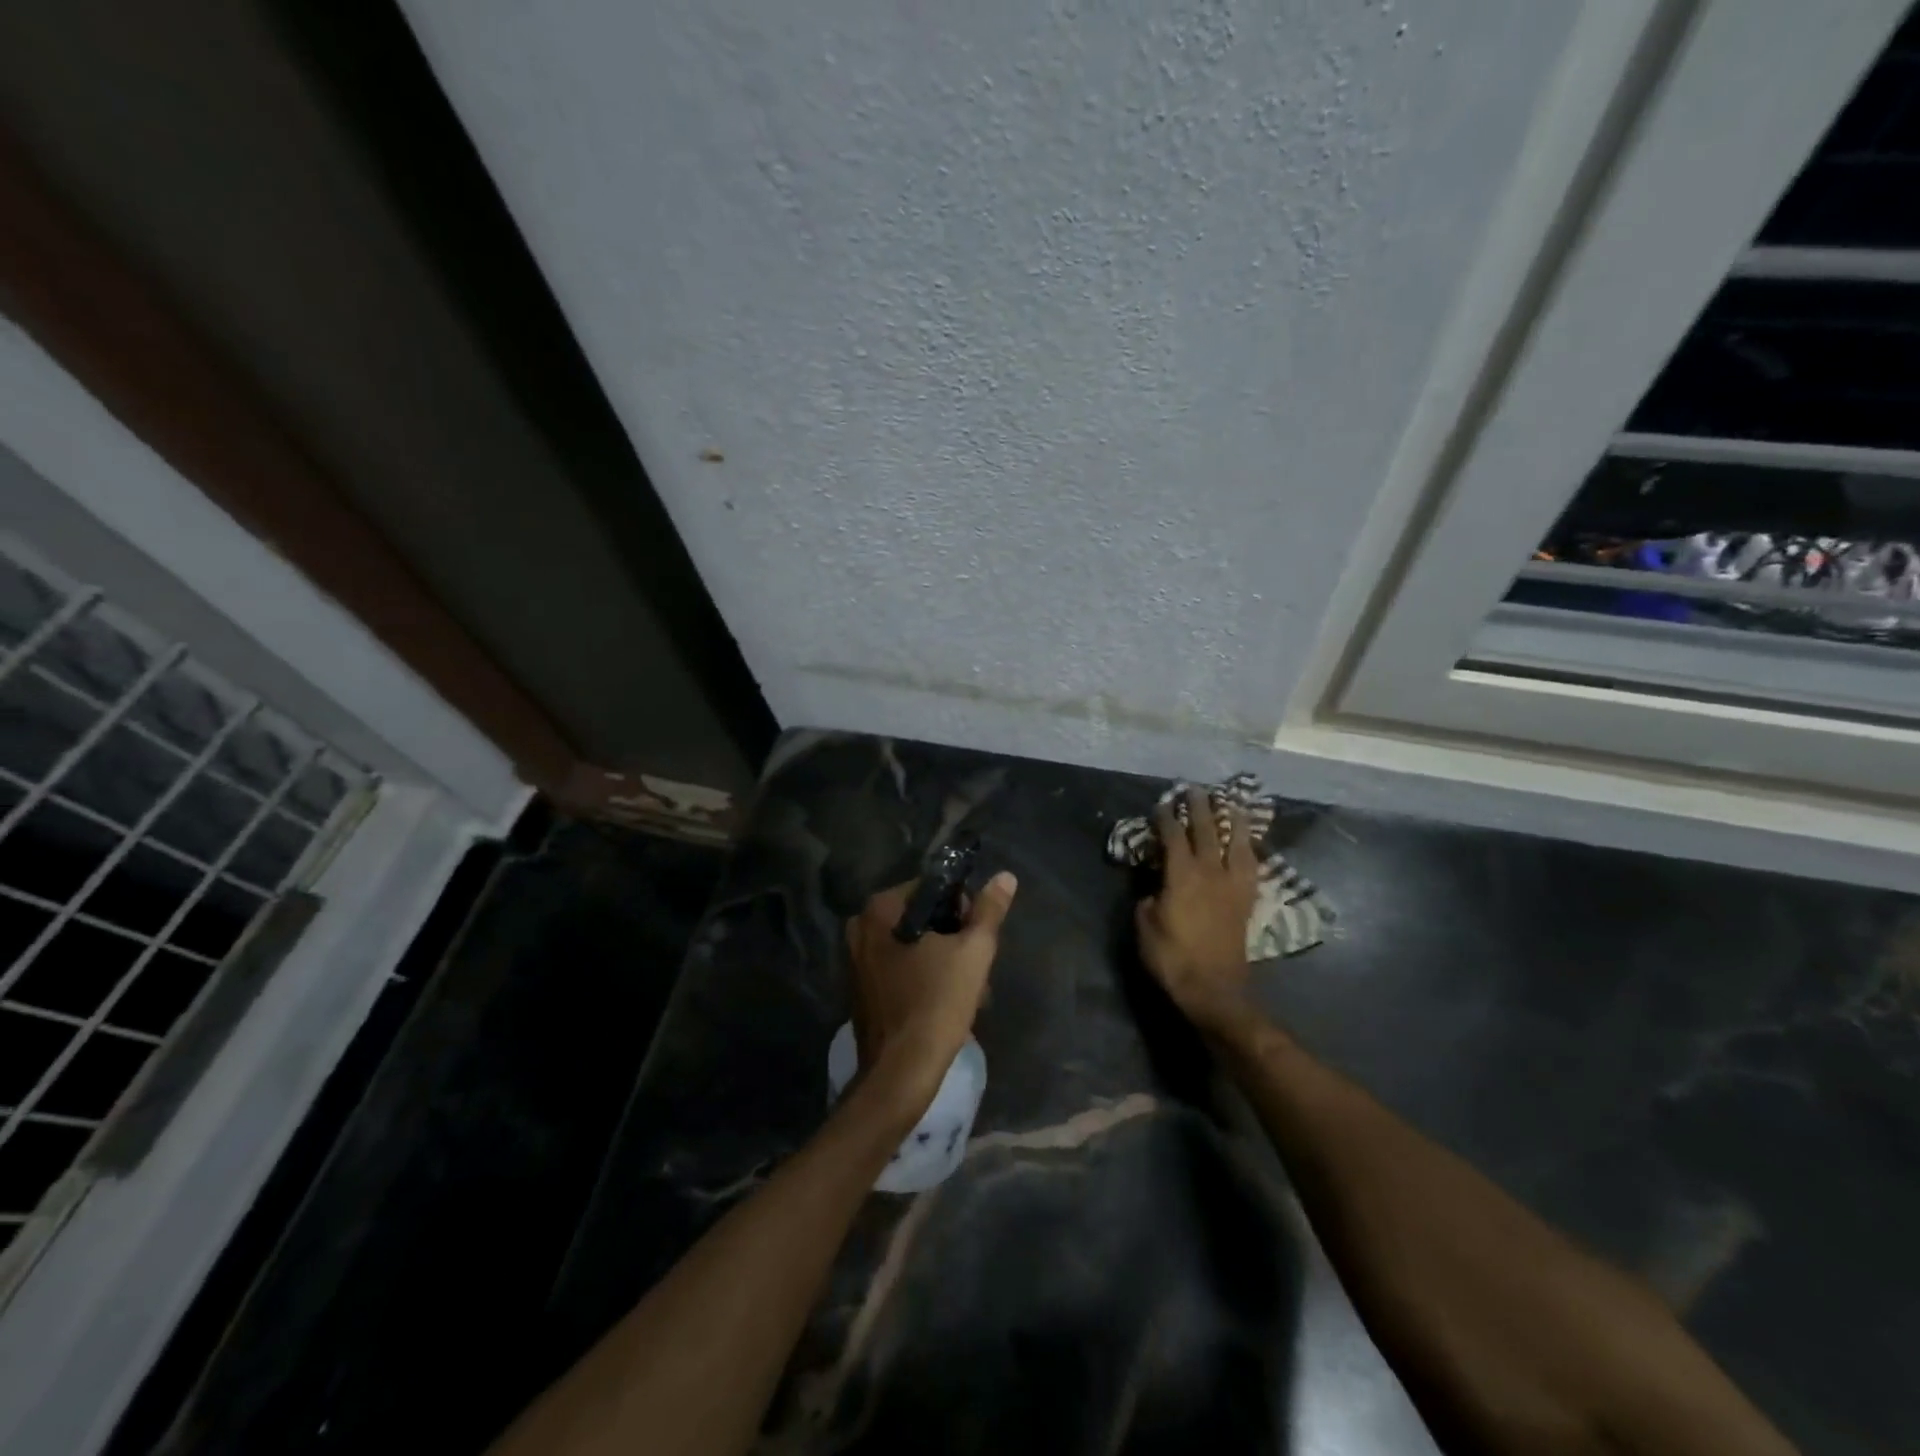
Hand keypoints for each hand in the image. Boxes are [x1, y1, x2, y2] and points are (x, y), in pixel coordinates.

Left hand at [845, 872, 1017, 1113]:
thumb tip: (1005, 876)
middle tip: (975, 967)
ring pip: (913, 945)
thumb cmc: (936, 1003)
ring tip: (968, 990)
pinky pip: (900, 969)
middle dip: (953, 938)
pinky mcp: (862, 990)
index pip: (931, 888)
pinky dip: (923, 978)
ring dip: (943, 960)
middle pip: (922, 918)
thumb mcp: (973, 952)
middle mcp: (860, 928)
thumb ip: (989, 911)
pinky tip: (945, 1003)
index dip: (962, 907)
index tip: (977, 937)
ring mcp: (856, 961)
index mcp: (879, 910)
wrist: (900, 1074)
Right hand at [1135, 786, 1257, 1035]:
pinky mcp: (1246, 900)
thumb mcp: (1145, 928)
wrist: (1215, 990)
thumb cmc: (1172, 959)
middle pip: (1206, 832)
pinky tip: (1248, 842)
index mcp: (1181, 877)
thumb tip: (1156, 889)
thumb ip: (1149, 901)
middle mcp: (1210, 873)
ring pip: (1236, 843)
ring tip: (1231, 802)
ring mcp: (1232, 886)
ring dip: (1232, 820)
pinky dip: (1249, 849)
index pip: (1173, 837)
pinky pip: (1251, 866)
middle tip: (1195, 789)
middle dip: (1200, 808)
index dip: (1167, 818)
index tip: (1162, 803)